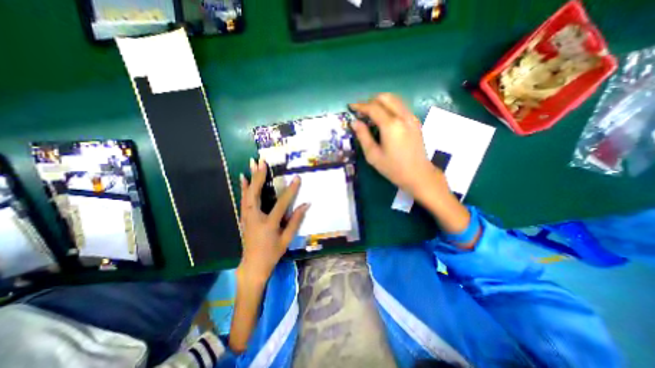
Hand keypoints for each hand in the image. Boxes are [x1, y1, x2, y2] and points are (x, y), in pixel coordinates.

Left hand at [239, 158, 309, 283]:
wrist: (253, 265)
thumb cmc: (272, 253)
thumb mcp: (286, 239)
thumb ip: (295, 221)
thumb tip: (305, 204)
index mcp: (268, 224)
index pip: (281, 204)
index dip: (290, 191)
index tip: (297, 178)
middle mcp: (255, 217)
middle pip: (255, 194)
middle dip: (259, 176)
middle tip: (262, 162)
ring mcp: (247, 217)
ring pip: (247, 194)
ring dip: (251, 178)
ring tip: (252, 164)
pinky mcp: (244, 217)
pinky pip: (244, 199)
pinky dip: (244, 188)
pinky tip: (243, 179)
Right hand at [351, 93, 473, 238]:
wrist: (418, 175)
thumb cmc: (393, 168)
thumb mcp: (373, 155)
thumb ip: (363, 136)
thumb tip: (354, 122)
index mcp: (391, 125)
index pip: (373, 107)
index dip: (360, 106)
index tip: (350, 106)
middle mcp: (402, 116)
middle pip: (385, 97)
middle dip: (370, 101)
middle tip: (361, 111)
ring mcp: (411, 117)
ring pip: (394, 99)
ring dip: (380, 102)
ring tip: (370, 113)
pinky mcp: (415, 121)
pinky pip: (400, 106)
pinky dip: (389, 106)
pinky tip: (383, 117)